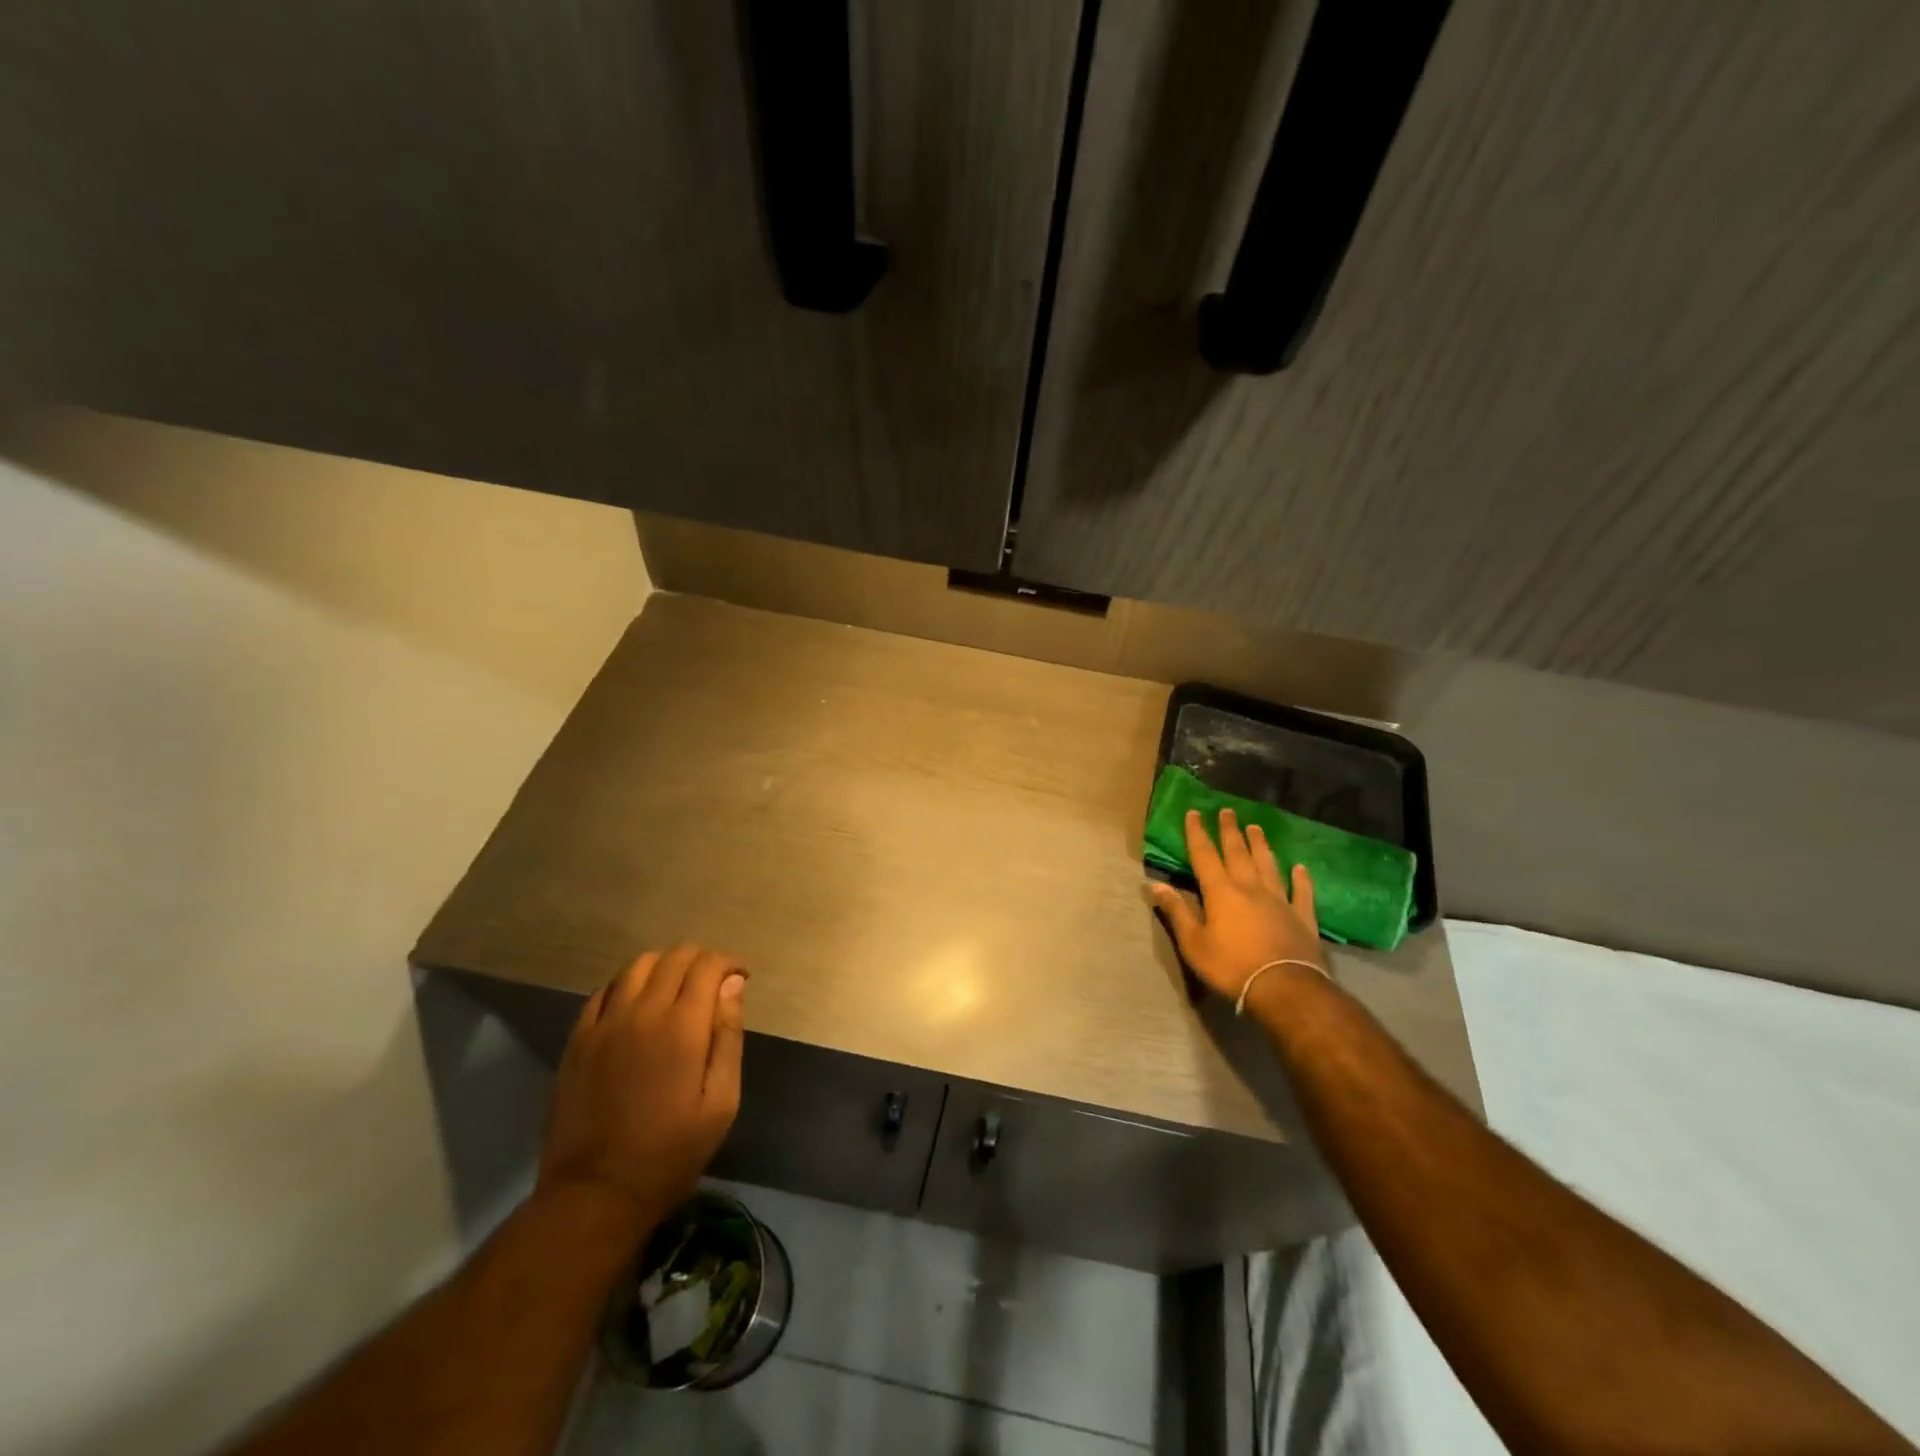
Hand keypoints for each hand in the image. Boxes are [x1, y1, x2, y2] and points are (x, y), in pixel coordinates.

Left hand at [538, 943, 746, 1229]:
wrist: (594, 1196)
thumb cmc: (669, 1154)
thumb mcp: (720, 1104)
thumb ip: (728, 1037)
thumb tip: (734, 985)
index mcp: (683, 1026)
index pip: (708, 965)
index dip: (729, 963)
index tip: (741, 979)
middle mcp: (642, 1012)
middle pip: (674, 957)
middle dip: (701, 960)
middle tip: (714, 984)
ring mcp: (604, 1024)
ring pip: (637, 966)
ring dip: (664, 966)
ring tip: (677, 989)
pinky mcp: (578, 1041)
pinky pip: (604, 991)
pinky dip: (628, 985)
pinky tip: (637, 1005)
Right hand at [1149, 807, 1327, 1002]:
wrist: (1286, 988)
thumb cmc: (1232, 966)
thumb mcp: (1194, 943)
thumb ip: (1176, 912)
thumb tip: (1153, 885)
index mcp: (1221, 892)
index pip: (1205, 856)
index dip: (1197, 833)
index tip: (1194, 812)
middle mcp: (1250, 888)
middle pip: (1238, 853)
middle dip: (1230, 831)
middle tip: (1227, 811)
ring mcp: (1279, 900)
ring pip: (1268, 865)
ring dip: (1261, 845)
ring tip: (1256, 827)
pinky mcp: (1302, 917)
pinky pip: (1301, 892)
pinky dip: (1301, 879)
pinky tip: (1300, 868)